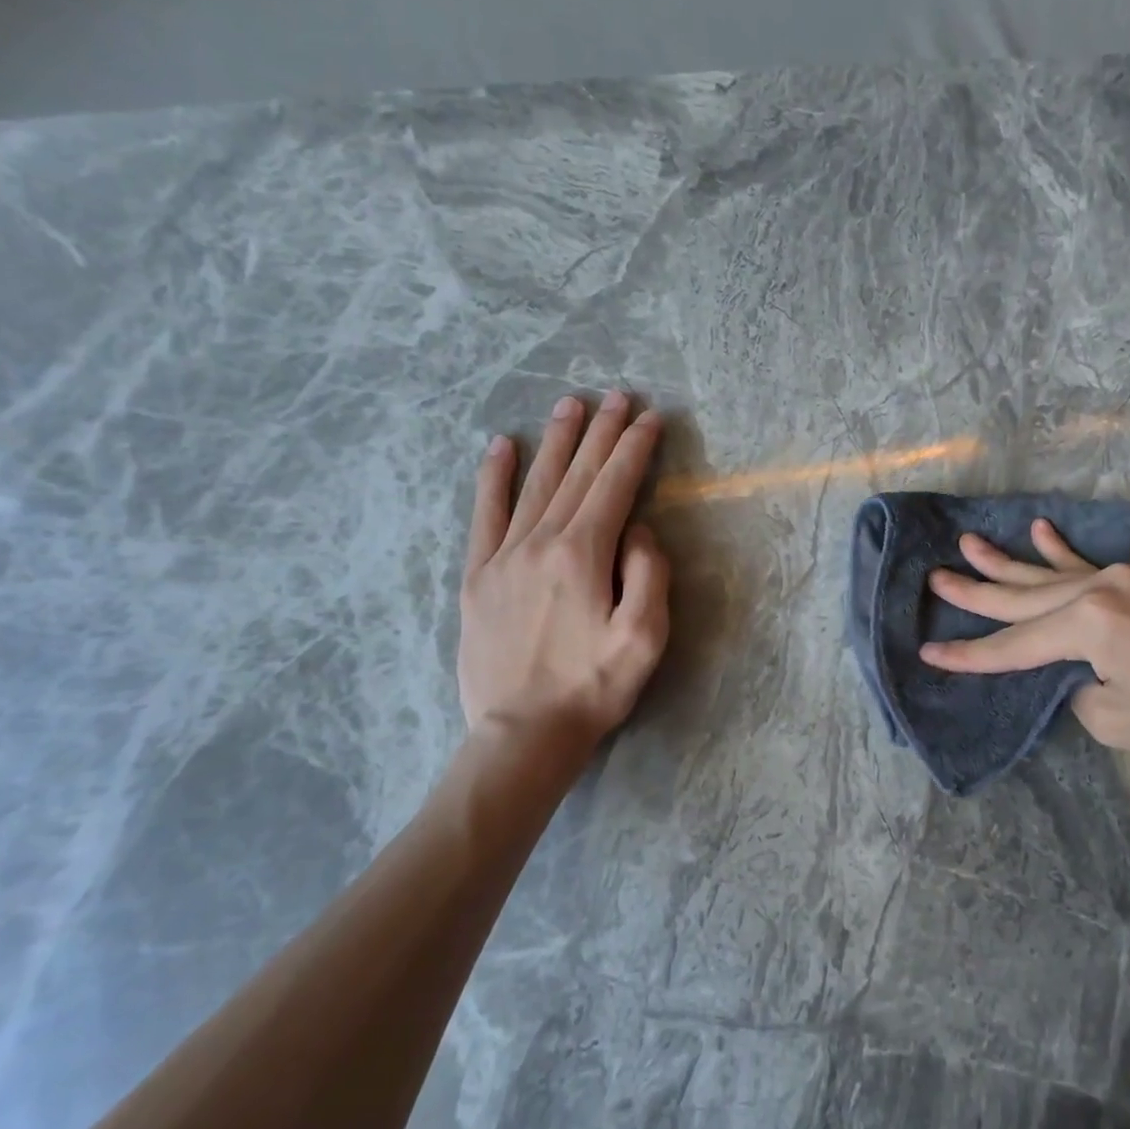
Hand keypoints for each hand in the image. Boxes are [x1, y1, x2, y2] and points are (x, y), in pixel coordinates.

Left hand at [458, 392, 669, 746]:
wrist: (523, 733)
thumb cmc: (594, 687)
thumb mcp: (645, 637)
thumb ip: (648, 574)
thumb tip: (638, 530)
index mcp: (584, 554)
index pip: (616, 486)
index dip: (635, 448)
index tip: (650, 417)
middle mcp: (541, 542)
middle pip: (577, 475)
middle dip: (601, 432)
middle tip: (616, 396)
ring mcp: (504, 556)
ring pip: (535, 484)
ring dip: (556, 441)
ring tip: (570, 405)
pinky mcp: (478, 575)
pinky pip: (485, 514)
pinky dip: (493, 477)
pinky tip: (500, 447)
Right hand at [919, 521, 1129, 781]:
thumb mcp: (1113, 719)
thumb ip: (1077, 685)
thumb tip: (1075, 668)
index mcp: (1090, 622)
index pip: (1015, 645)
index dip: (970, 655)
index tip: (930, 653)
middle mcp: (1103, 587)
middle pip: (1024, 597)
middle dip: (977, 593)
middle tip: (936, 579)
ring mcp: (1129, 577)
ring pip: (1053, 574)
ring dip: (1010, 562)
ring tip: (969, 545)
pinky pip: (1093, 564)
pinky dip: (1063, 550)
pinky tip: (1040, 529)